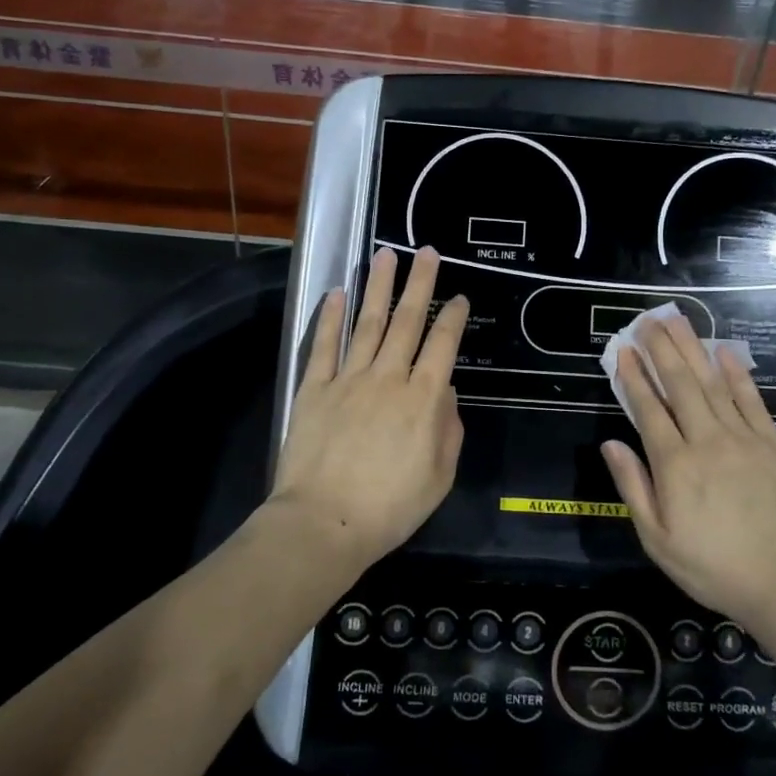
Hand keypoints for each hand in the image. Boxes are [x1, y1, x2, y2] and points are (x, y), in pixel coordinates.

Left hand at [272, 246, 469, 567]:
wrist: (324, 523)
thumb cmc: (390, 508)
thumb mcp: (439, 477)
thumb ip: (448, 430)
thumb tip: (445, 393)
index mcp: (423, 399)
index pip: (443, 346)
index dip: (453, 317)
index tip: (460, 296)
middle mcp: (389, 378)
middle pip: (407, 321)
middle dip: (419, 284)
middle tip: (425, 252)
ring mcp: (349, 379)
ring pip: (368, 323)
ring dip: (378, 287)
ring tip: (385, 255)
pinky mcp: (315, 388)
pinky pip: (325, 345)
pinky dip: (331, 317)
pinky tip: (336, 293)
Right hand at [601, 312, 775, 627]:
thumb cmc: (712, 567)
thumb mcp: (658, 539)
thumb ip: (633, 487)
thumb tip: (611, 444)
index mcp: (675, 465)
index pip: (648, 409)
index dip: (634, 377)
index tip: (622, 350)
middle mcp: (707, 440)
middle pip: (680, 384)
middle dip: (660, 349)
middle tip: (646, 320)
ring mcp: (743, 438)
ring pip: (712, 383)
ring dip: (692, 349)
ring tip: (676, 320)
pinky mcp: (772, 443)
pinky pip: (752, 400)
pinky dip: (736, 373)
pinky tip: (723, 351)